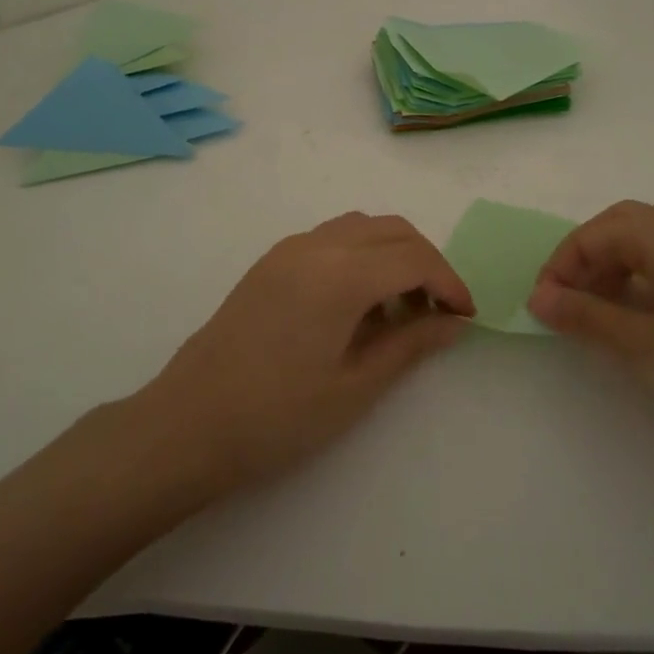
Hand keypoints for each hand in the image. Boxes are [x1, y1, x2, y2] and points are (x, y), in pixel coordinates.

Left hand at [137, 212, 474, 488]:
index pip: (415, 258)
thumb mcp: (355, 386)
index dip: (449, 283)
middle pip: (392, 230)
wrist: (187, 425)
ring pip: (361, 228)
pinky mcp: (270, 262)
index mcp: (341, 273)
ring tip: (399, 310)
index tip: (465, 317)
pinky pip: (331, 239)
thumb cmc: (277, 417)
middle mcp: (316, 245)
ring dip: (392, 255)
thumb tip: (454, 322)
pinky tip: (357, 304)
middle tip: (439, 312)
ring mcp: (287, 249)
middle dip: (426, 263)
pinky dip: (360, 256)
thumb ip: (410, 344)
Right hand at [525, 201, 653, 429]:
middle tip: (574, 309)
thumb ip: (590, 321)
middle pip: (622, 231)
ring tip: (612, 325)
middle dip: (588, 266)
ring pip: (652, 252)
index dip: (561, 267)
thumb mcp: (651, 347)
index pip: (593, 234)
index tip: (545, 310)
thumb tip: (540, 296)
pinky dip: (652, 292)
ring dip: (619, 279)